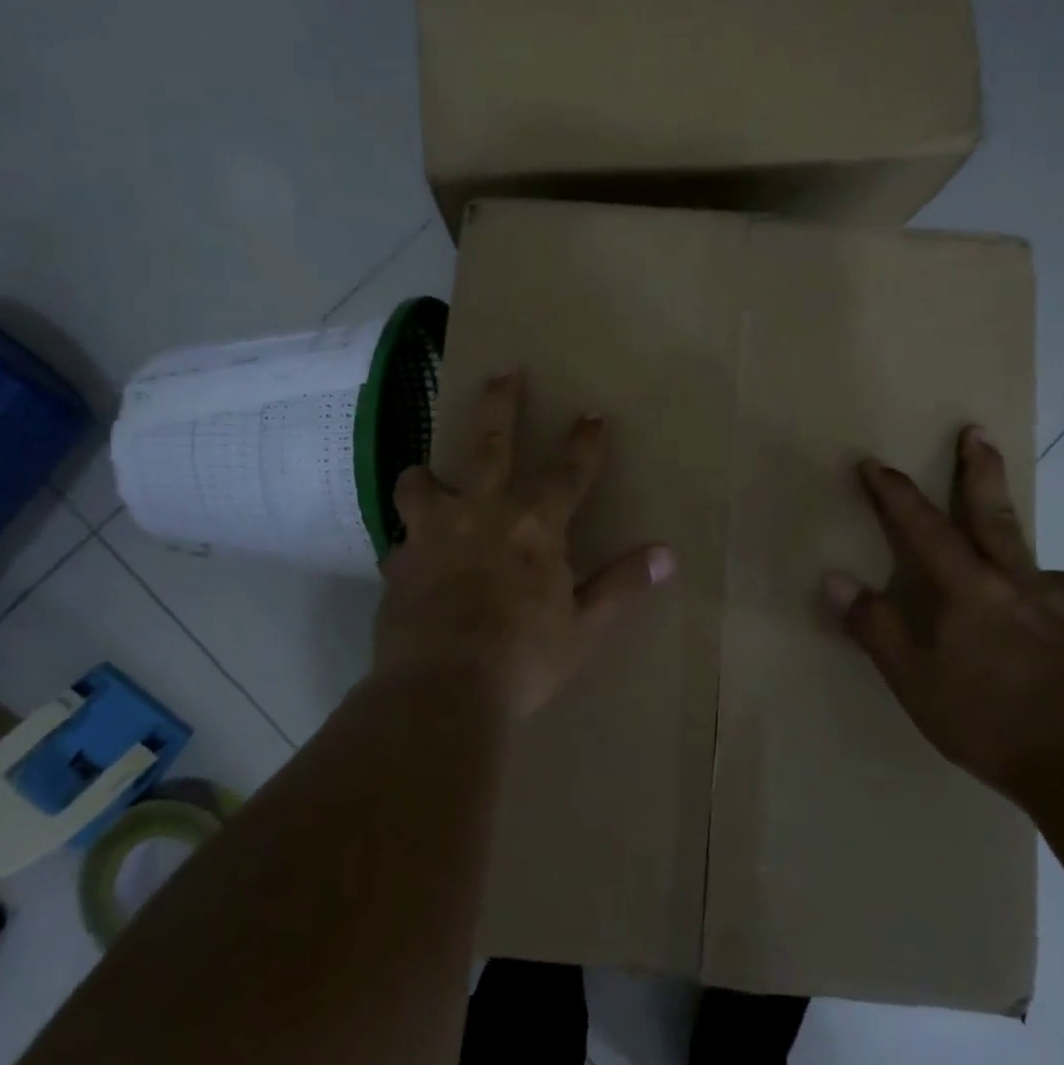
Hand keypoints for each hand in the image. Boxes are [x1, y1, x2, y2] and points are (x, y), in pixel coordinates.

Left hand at [375, 371, 674, 718]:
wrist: (441, 691)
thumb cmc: (524, 659)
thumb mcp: (584, 628)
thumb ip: (622, 586)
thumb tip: (667, 555)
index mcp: (534, 525)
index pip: (568, 471)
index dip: (584, 441)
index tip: (592, 414)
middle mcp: (482, 512)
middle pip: (490, 443)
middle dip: (501, 404)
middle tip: (505, 372)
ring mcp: (433, 533)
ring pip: (422, 480)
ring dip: (426, 472)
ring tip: (426, 472)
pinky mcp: (397, 562)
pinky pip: (399, 539)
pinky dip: (408, 542)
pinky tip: (410, 557)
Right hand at [822, 427, 1063, 803]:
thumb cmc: (988, 720)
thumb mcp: (914, 679)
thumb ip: (874, 626)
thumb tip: (834, 578)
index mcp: (969, 588)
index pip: (924, 527)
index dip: (895, 493)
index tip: (872, 464)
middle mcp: (1015, 583)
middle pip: (993, 514)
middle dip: (978, 470)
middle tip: (976, 432)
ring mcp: (1055, 606)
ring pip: (1029, 548)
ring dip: (1010, 522)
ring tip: (1003, 521)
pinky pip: (1056, 590)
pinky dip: (1042, 581)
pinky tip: (1045, 597)